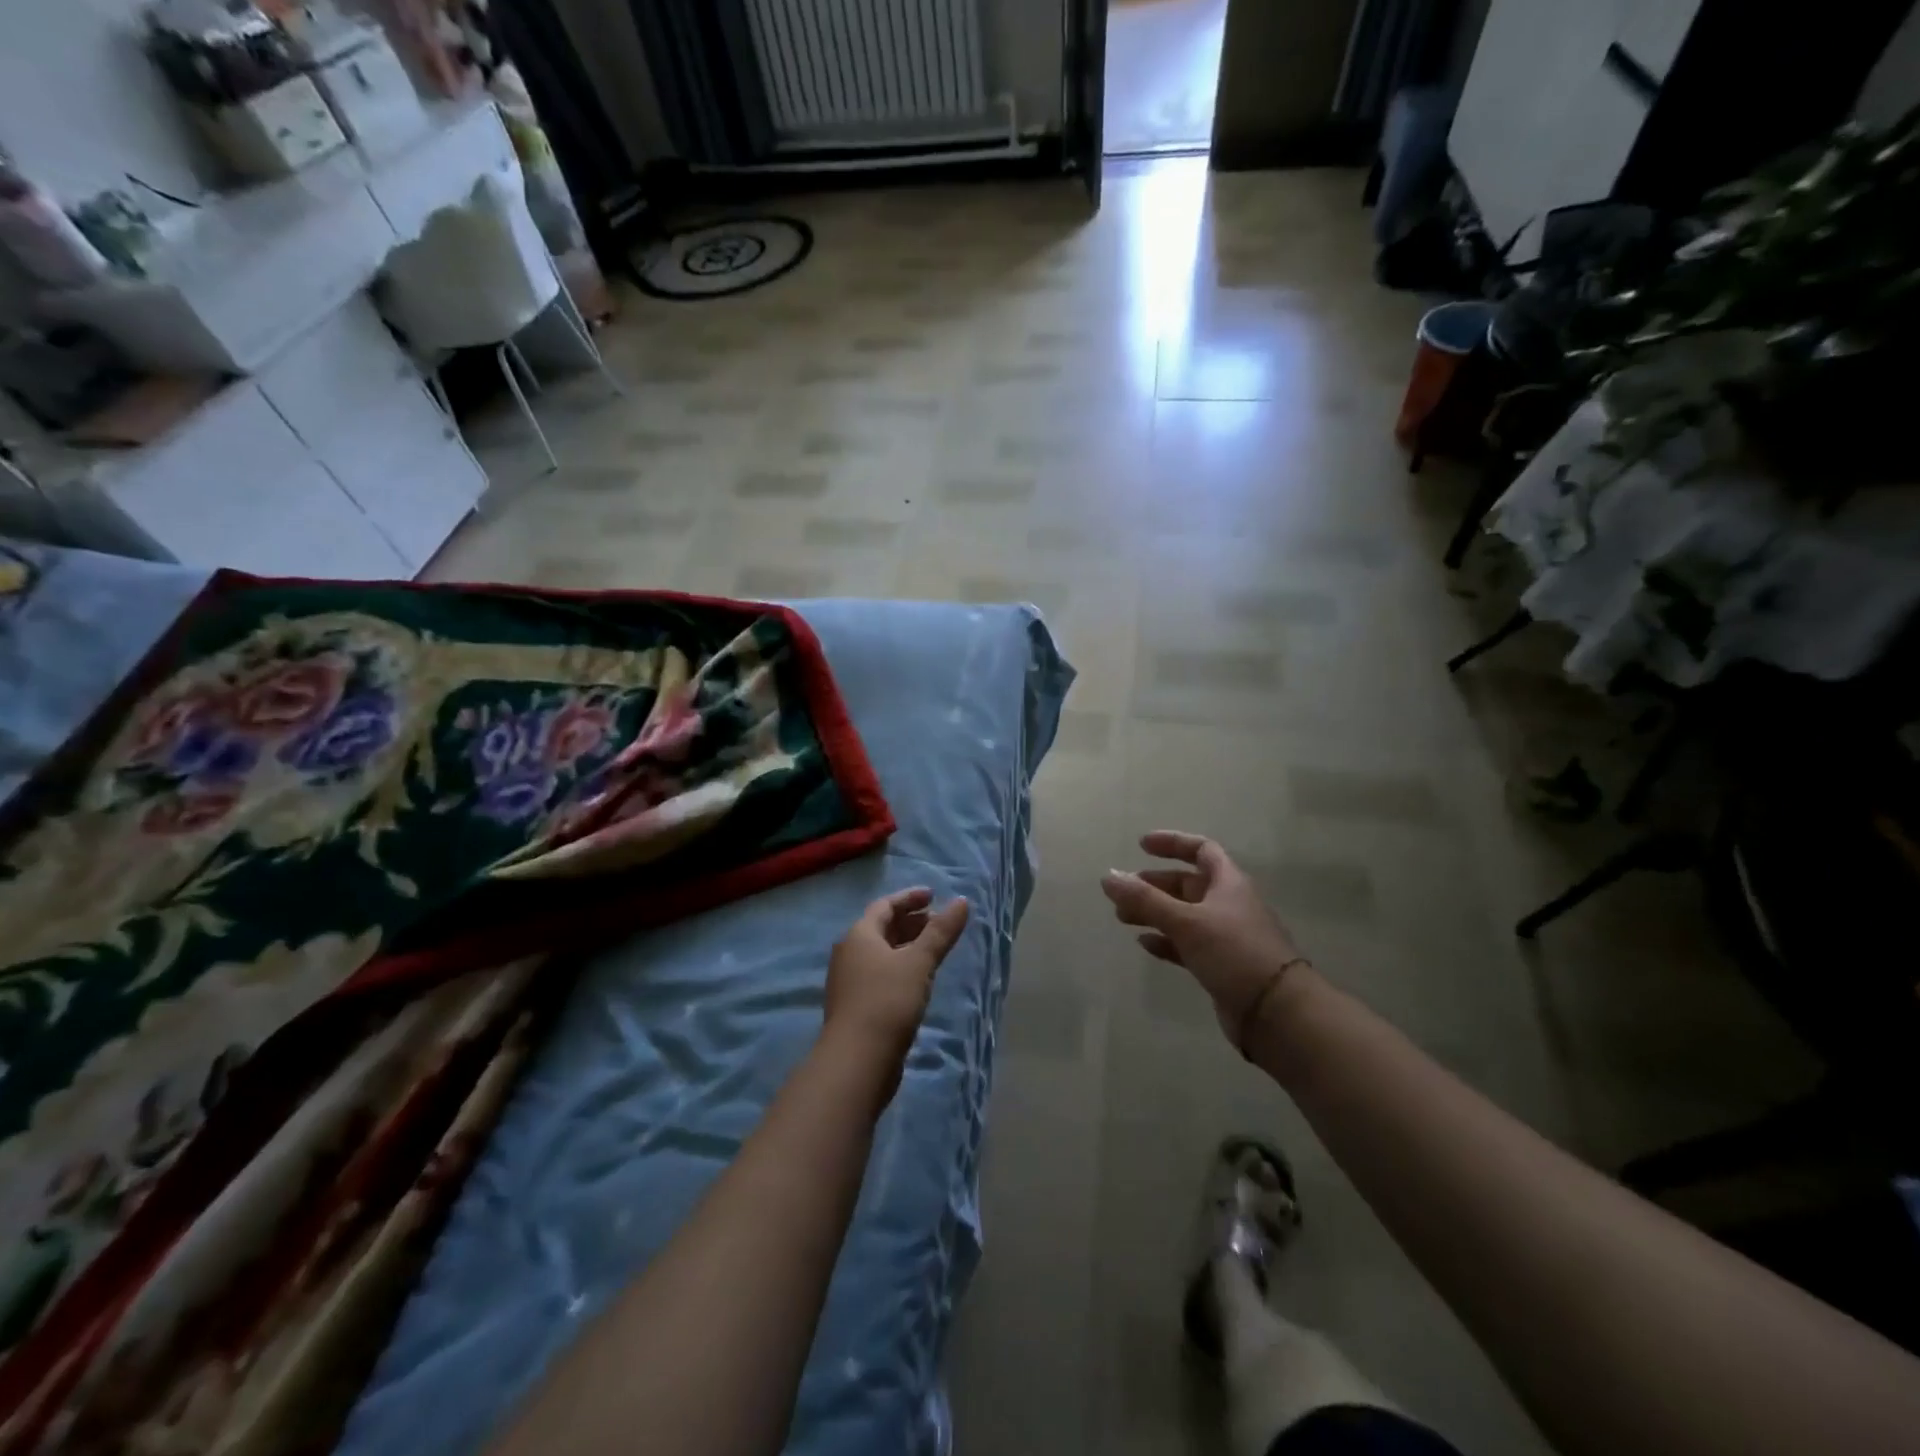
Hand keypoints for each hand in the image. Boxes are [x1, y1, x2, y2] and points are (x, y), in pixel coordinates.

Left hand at [825, 887, 969, 1075]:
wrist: (857, 1061)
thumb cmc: (888, 1001)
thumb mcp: (919, 962)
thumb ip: (941, 932)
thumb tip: (961, 901)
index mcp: (859, 935)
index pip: (885, 905)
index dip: (909, 898)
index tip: (934, 895)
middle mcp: (849, 953)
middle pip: (882, 928)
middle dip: (911, 922)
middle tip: (939, 923)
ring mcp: (850, 982)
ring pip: (882, 953)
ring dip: (908, 946)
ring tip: (935, 950)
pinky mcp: (857, 1006)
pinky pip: (881, 975)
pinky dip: (901, 968)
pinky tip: (920, 980)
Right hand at [1101, 832, 1309, 1047]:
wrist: (1277, 1013)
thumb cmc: (1234, 953)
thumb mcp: (1186, 921)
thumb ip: (1145, 900)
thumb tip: (1108, 876)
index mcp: (1229, 883)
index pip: (1201, 849)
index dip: (1172, 843)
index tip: (1141, 845)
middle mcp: (1228, 904)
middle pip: (1187, 884)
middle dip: (1153, 884)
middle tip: (1122, 892)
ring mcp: (1226, 936)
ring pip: (1183, 915)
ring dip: (1154, 912)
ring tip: (1122, 917)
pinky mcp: (1221, 965)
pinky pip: (1187, 945)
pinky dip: (1165, 941)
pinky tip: (1145, 944)